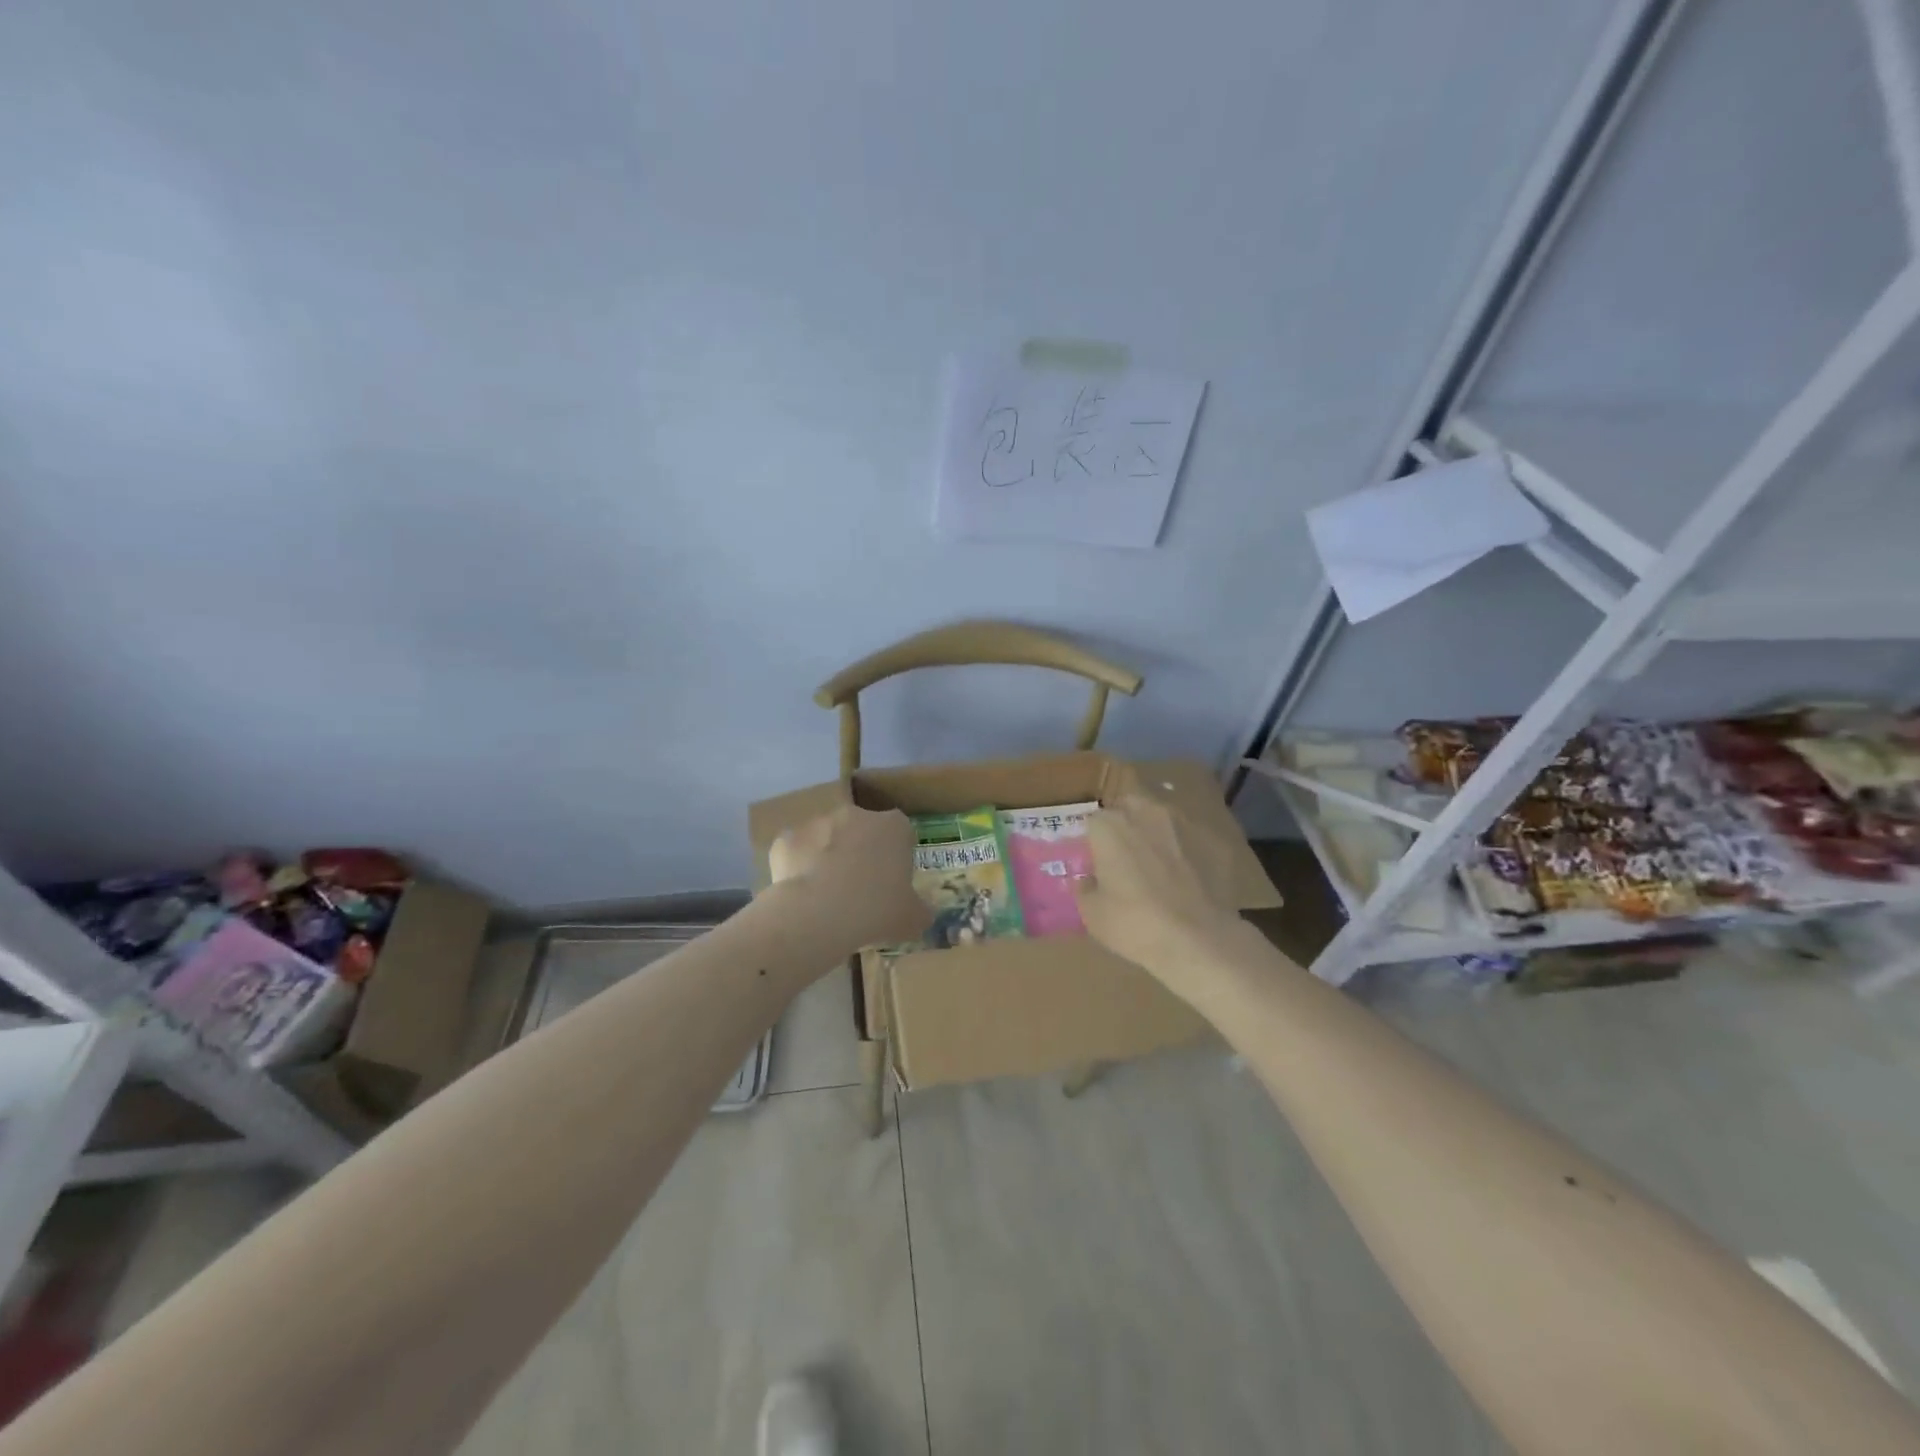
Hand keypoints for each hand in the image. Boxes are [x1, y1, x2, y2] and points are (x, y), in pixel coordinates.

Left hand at [770, 804, 931, 950]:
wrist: (817, 914)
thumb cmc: (875, 910)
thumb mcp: (913, 919)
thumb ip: (920, 910)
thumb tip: (921, 913)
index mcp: (893, 827)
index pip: (901, 833)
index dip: (897, 857)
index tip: (893, 882)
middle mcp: (856, 814)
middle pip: (862, 830)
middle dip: (861, 852)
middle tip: (860, 890)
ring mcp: (818, 822)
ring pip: (827, 838)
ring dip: (829, 858)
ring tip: (828, 896)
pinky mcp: (787, 838)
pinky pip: (797, 852)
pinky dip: (799, 868)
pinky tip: (802, 895)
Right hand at [1075, 794, 1260, 1000]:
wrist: (1198, 940)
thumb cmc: (1134, 924)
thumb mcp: (1092, 913)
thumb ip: (1085, 888)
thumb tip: (1088, 880)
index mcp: (1110, 826)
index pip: (1093, 821)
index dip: (1093, 841)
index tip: (1096, 862)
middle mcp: (1146, 813)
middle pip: (1129, 807)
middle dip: (1126, 825)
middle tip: (1125, 857)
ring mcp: (1185, 824)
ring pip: (1163, 820)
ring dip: (1157, 835)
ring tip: (1159, 867)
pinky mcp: (1215, 842)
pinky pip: (1192, 841)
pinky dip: (1187, 853)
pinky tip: (1189, 880)